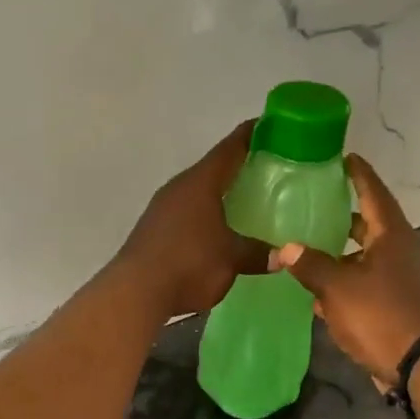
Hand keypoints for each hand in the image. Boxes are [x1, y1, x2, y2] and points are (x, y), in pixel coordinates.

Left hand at [114, 121, 268, 318]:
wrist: (135, 292)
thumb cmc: (188, 264)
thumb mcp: (232, 259)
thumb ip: (258, 253)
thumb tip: (284, 255)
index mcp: (200, 182)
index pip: (230, 148)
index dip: (252, 134)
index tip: (274, 126)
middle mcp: (179, 187)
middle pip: (213, 168)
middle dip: (240, 166)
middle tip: (270, 168)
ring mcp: (162, 207)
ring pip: (198, 190)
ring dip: (220, 192)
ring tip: (247, 199)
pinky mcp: (153, 228)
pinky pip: (186, 211)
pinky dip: (206, 213)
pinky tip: (218, 228)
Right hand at [272, 153, 419, 384]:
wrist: (419, 364)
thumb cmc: (381, 314)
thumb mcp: (338, 286)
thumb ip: (310, 265)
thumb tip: (284, 248)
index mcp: (391, 236)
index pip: (373, 193)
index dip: (358, 175)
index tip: (344, 157)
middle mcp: (398, 252)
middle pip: (368, 225)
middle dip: (343, 215)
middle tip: (313, 203)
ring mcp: (398, 280)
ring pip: (363, 256)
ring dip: (339, 252)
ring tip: (306, 244)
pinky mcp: (392, 305)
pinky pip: (362, 284)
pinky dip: (341, 282)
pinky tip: (316, 289)